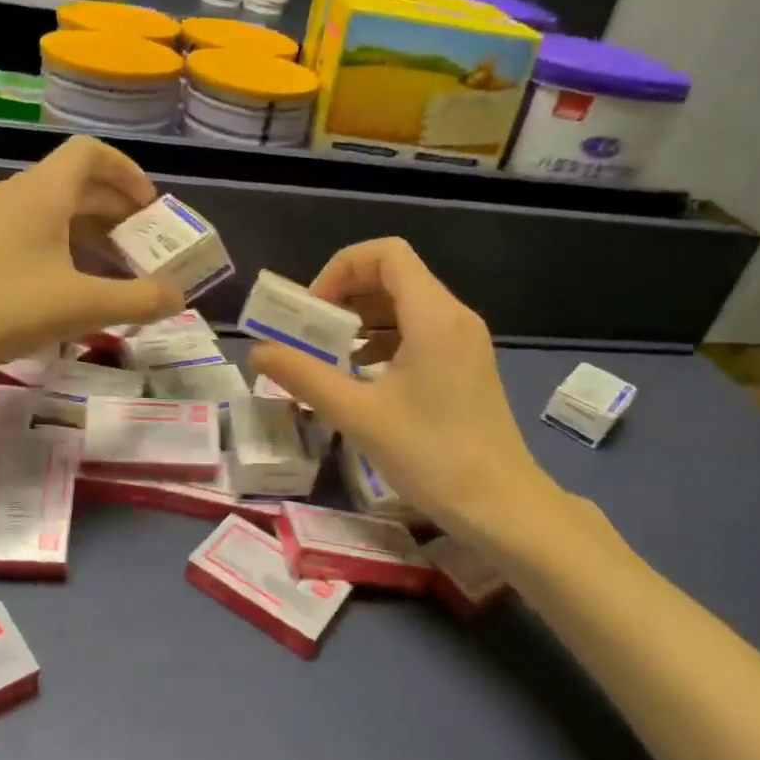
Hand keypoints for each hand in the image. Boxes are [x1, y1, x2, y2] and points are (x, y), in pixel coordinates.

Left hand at [0, 136, 181, 373]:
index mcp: (45, 192)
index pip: (93, 153)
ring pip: (60, 212)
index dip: (129, 173)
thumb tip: (178, 295)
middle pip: (81, 184)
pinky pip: (40, 235)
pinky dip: (70, 253)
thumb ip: (137, 299)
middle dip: (121, 212)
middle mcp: (22, 195)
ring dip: (97, 236)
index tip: (153, 211)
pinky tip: (77, 292)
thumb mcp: (78, 306)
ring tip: (121, 275)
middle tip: (148, 249)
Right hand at [248, 238, 544, 539]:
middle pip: (394, 275)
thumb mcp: (358, 415)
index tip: (312, 310)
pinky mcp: (467, 365)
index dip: (340, 269)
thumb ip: (304, 377)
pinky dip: (385, 339)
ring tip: (330, 354)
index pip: (385, 254)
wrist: (502, 505)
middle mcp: (454, 316)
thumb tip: (258, 351)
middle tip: (311, 331)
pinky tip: (363, 375)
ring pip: (406, 305)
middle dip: (346, 294)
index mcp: (434, 315)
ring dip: (363, 319)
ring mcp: (465, 341)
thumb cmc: (432, 455)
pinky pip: (420, 331)